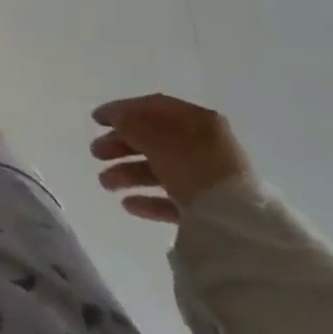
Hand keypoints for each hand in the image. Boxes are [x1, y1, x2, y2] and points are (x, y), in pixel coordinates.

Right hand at [90, 94, 253, 223]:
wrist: (237, 226)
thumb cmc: (194, 169)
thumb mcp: (157, 138)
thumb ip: (132, 124)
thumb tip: (115, 117)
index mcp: (198, 121)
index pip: (153, 107)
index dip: (122, 110)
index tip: (95, 120)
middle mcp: (204, 146)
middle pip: (154, 139)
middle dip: (121, 145)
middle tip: (95, 153)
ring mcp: (207, 180)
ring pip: (160, 170)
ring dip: (128, 173)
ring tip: (105, 183)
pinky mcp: (208, 212)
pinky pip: (172, 199)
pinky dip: (148, 199)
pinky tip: (128, 204)